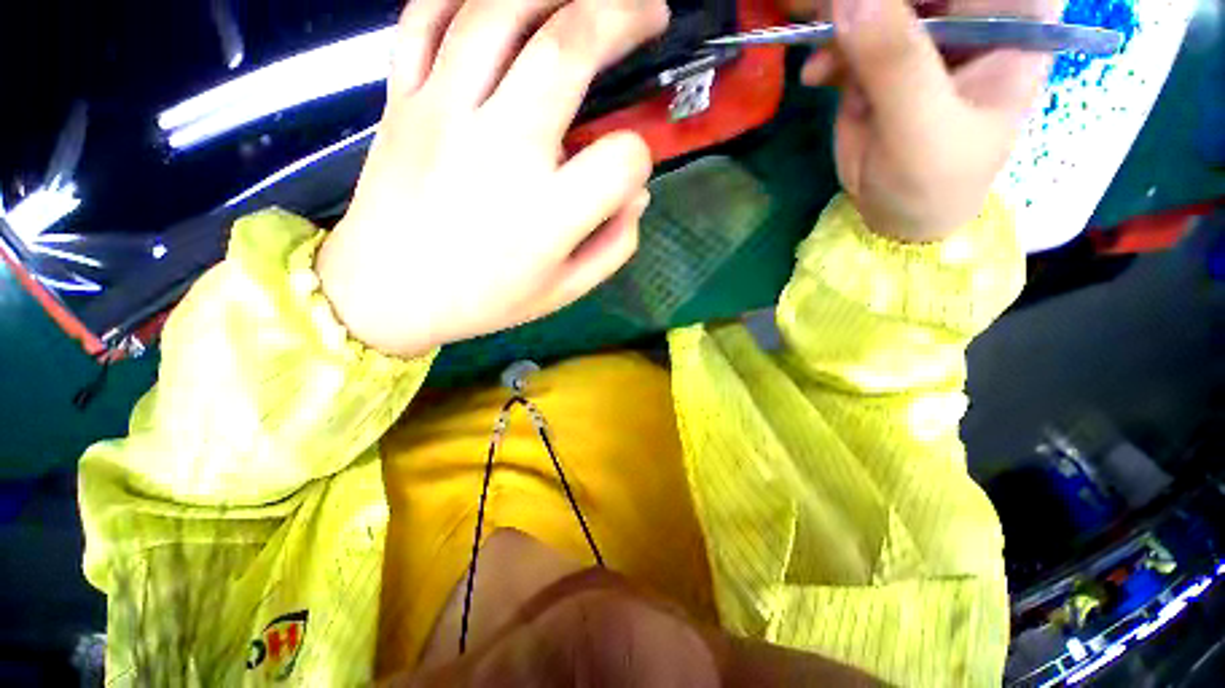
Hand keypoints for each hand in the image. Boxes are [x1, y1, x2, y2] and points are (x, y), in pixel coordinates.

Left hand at [317, 0, 669, 356]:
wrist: (386, 294)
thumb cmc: (484, 300)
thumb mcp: (563, 291)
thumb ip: (613, 246)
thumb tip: (637, 195)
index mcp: (546, 216)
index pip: (621, 161)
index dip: (638, 160)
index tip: (628, 171)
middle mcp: (500, 151)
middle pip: (568, 48)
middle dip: (622, 14)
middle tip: (649, 10)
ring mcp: (442, 113)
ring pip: (500, 11)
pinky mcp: (402, 98)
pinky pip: (428, 17)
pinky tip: (502, 2)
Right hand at [787, 0, 1055, 241]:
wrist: (898, 217)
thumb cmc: (934, 181)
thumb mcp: (922, 125)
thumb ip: (894, 61)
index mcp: (1010, 22)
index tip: (863, 1)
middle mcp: (969, 19)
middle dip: (866, 0)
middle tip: (818, 8)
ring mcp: (921, 38)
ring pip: (875, 5)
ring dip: (836, 19)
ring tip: (809, 42)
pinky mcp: (880, 62)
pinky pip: (849, 36)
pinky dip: (826, 51)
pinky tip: (814, 76)